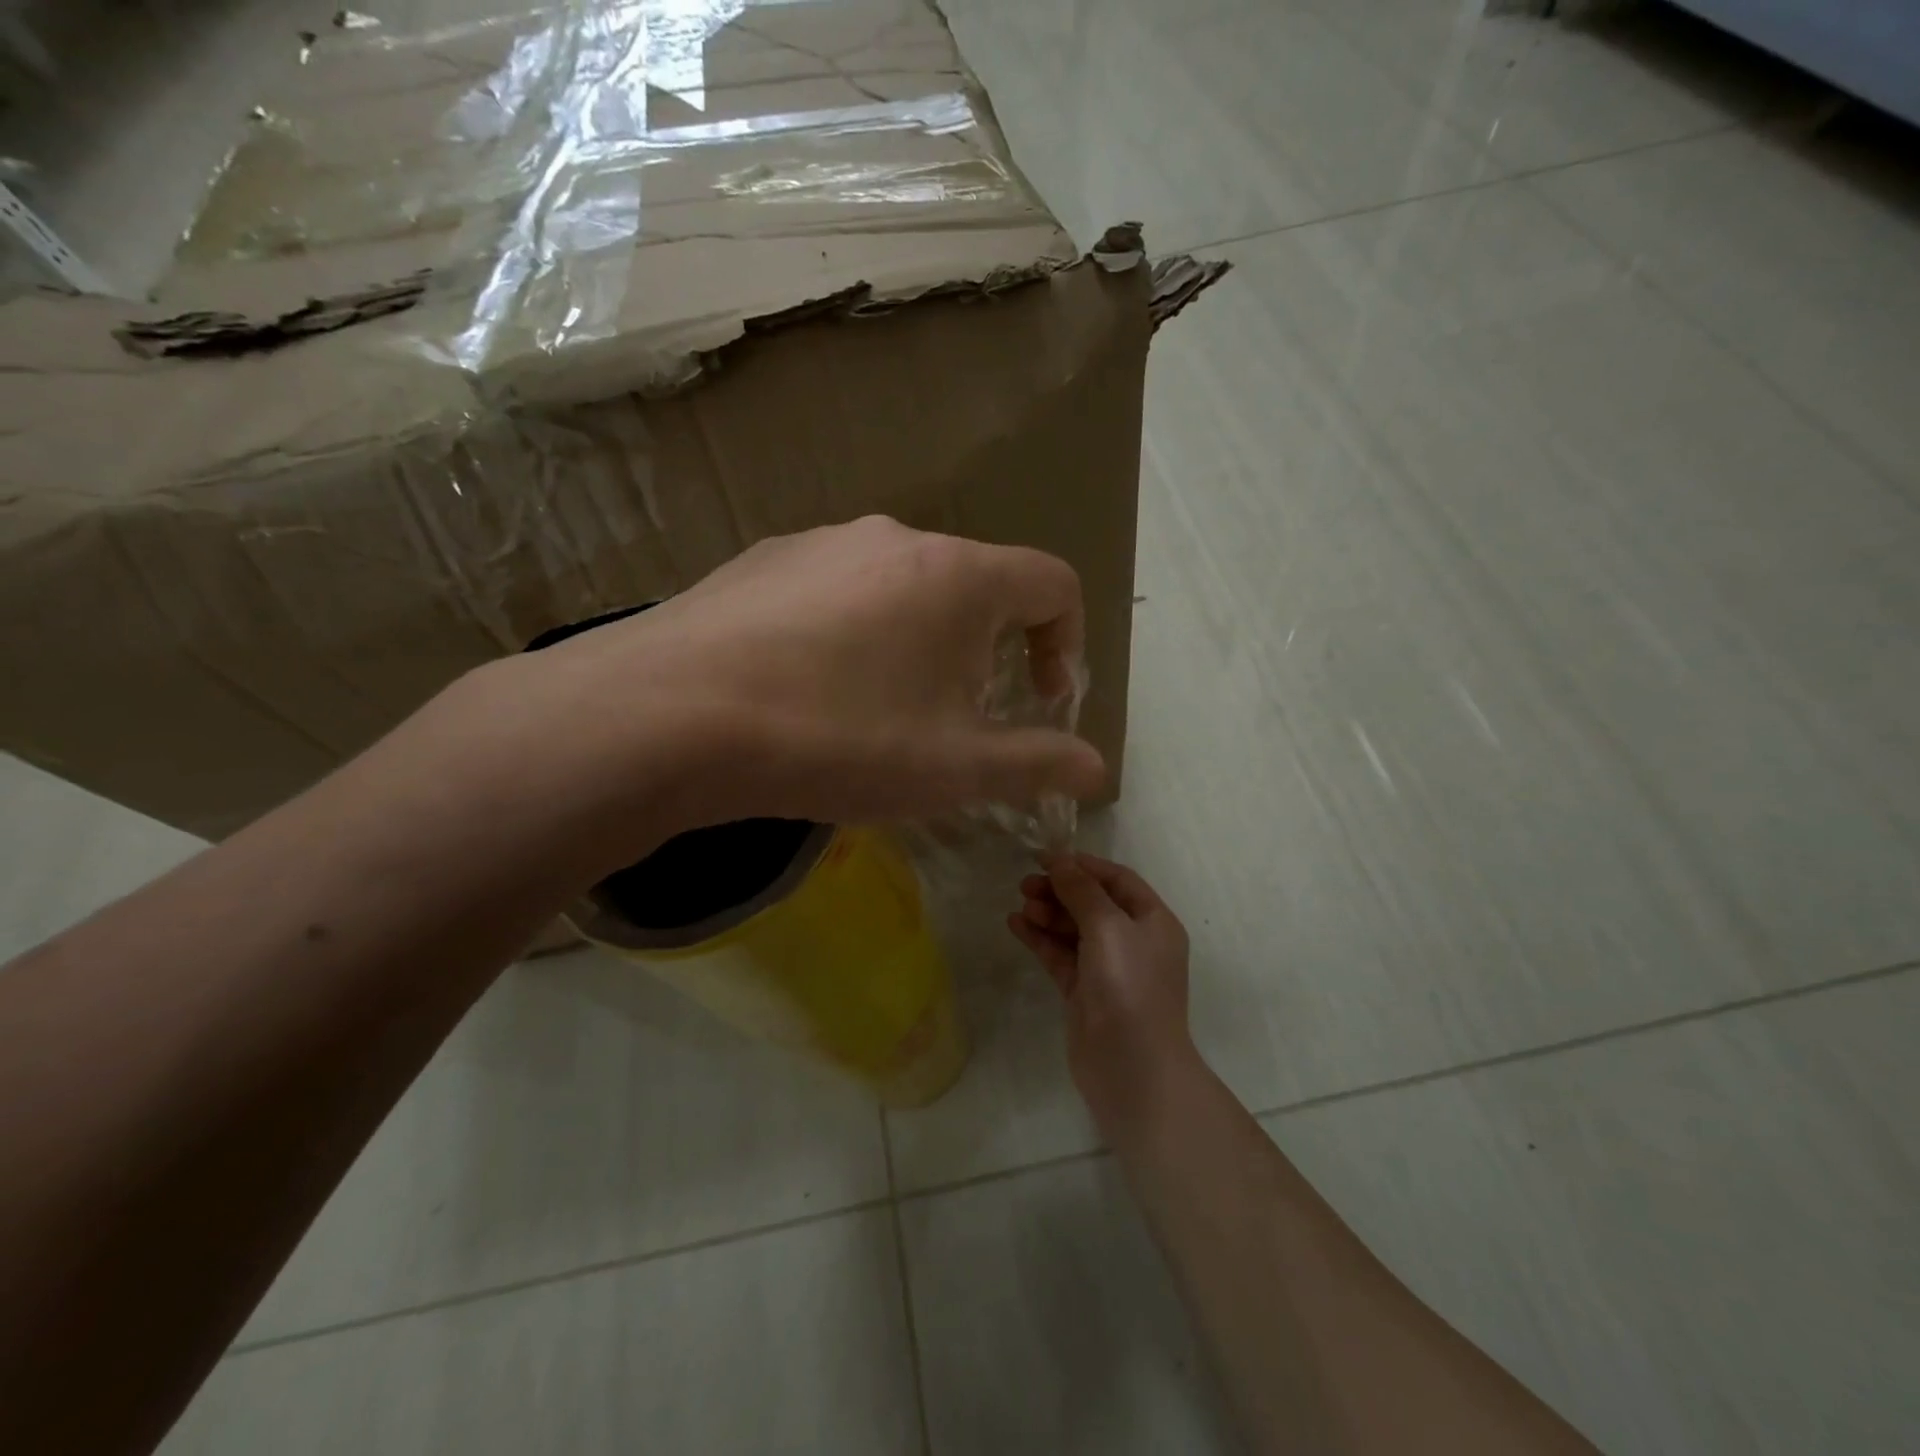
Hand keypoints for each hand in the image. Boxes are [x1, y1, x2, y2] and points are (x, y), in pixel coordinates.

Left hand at [464, 517, 1105, 859]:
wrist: (669, 716)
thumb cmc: (838, 738)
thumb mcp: (954, 768)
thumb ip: (1037, 763)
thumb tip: (1098, 767)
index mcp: (958, 575)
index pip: (1052, 584)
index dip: (1067, 643)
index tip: (1042, 700)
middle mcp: (895, 538)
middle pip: (974, 588)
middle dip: (984, 655)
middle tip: (952, 724)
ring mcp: (821, 542)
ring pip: (902, 589)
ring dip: (916, 645)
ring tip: (875, 713)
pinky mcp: (762, 561)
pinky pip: (836, 591)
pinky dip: (851, 634)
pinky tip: (807, 690)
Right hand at [1008, 854, 1195, 1131]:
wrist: (1131, 1067)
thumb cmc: (1129, 986)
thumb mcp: (1108, 927)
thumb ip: (1082, 891)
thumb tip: (1060, 861)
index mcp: (1153, 922)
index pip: (1118, 880)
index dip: (1083, 866)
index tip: (1046, 858)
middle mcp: (1133, 942)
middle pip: (1093, 903)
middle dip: (1061, 890)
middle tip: (1025, 884)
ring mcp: (1108, 969)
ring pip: (1074, 930)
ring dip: (1048, 914)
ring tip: (1020, 905)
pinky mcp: (1085, 992)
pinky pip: (1060, 956)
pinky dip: (1040, 939)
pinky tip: (1016, 925)